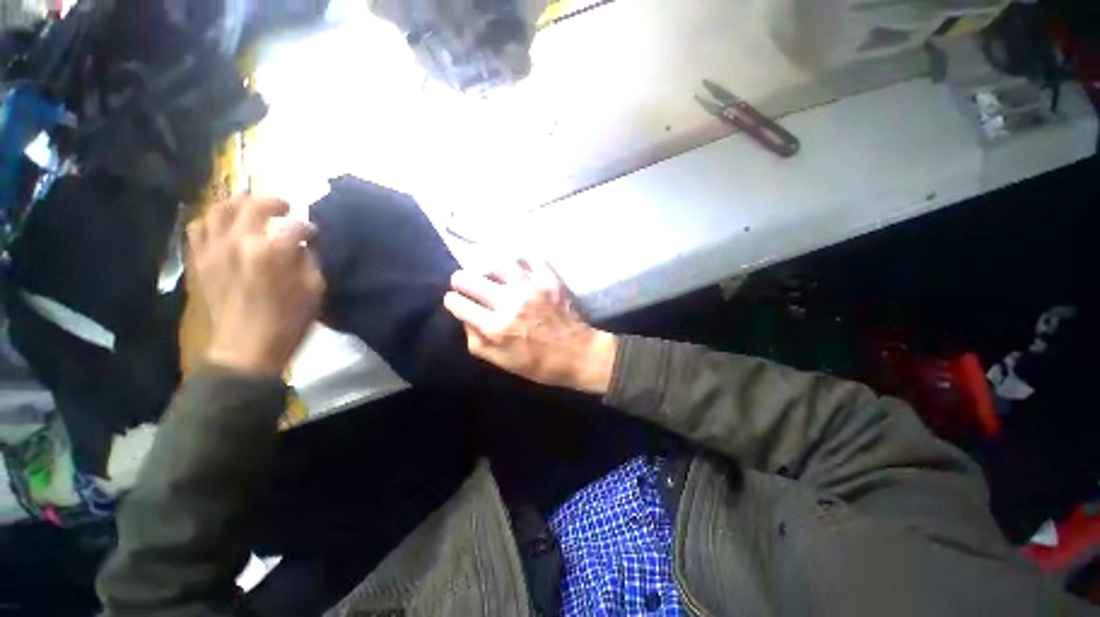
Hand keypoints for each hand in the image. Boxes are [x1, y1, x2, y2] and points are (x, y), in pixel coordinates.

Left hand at [187, 196, 324, 376]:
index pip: (293, 224)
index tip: (313, 233)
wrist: (246, 348)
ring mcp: (213, 250)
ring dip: (238, 204)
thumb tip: (302, 244)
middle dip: (273, 202)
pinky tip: (225, 226)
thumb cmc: (288, 321)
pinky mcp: (200, 261)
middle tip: (285, 207)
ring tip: (251, 209)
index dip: (307, 227)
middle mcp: (238, 242)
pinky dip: (213, 220)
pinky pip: (198, 228)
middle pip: (252, 205)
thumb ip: (309, 260)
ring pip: (219, 209)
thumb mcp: (314, 289)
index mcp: (272, 252)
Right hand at [443, 260, 617, 393]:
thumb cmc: (539, 363)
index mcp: (496, 327)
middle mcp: (510, 302)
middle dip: (461, 281)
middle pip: (470, 279)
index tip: (455, 300)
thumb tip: (465, 318)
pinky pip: (530, 257)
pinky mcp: (549, 279)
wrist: (578, 354)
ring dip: (487, 266)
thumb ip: (477, 341)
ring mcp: (531, 287)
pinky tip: (517, 265)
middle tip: (464, 282)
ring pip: (497, 262)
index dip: (453, 301)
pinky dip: (521, 258)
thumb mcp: (502, 362)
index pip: (459, 303)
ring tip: (489, 271)